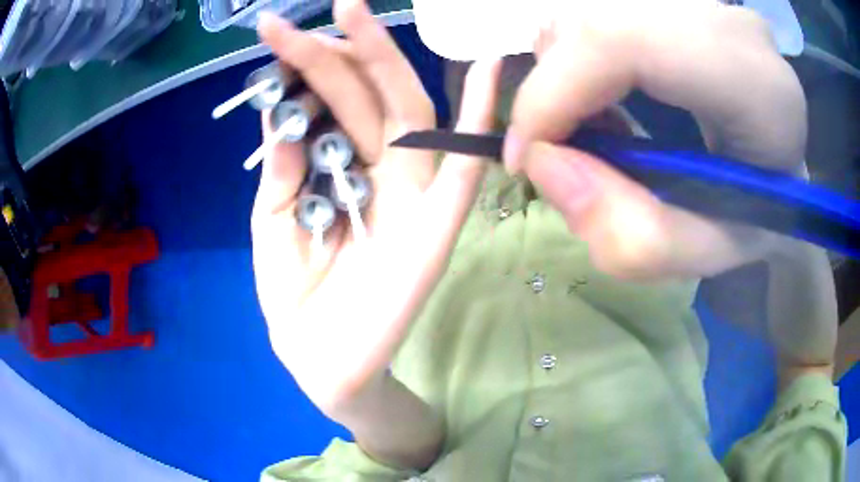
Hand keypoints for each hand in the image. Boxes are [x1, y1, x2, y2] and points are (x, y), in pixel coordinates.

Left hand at [251, 0, 500, 413]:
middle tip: (331, 2)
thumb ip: (283, 172)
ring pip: (408, 113)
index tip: (276, 32)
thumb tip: (284, 117)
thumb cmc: (296, 297)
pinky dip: (479, 115)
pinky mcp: (440, 224)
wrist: (323, 362)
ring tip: (359, 12)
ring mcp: (414, 194)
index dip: (304, 66)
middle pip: (366, 95)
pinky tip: (492, 67)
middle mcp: (381, 170)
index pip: (328, 102)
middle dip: (344, 47)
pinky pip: (465, 164)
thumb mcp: (275, 225)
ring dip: (387, 61)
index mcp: (340, 170)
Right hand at [505, 0, 806, 279]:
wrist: (789, 170)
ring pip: (586, 14)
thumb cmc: (760, 218)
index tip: (528, 158)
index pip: (617, 42)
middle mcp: (726, 20)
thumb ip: (631, 236)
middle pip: (591, 23)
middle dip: (554, 91)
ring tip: (604, 129)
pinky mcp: (682, 0)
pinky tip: (615, 98)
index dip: (550, 94)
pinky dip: (585, 60)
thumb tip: (544, 167)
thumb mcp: (706, 253)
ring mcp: (702, 1)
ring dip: (569, 76)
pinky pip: (601, 13)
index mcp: (752, 82)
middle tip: (570, 151)